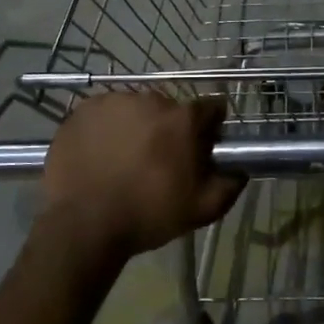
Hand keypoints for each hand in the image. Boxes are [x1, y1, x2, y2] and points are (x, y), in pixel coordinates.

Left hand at [38, 93, 244, 259]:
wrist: (84, 224)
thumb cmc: (148, 215)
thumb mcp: (202, 209)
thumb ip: (229, 185)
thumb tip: (240, 170)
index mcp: (183, 119)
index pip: (211, 108)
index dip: (210, 127)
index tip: (202, 147)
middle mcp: (151, 100)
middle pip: (169, 109)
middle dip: (169, 130)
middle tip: (158, 161)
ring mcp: (113, 102)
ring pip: (134, 110)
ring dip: (136, 127)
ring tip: (124, 160)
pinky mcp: (83, 111)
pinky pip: (103, 114)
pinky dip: (105, 129)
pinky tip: (100, 155)